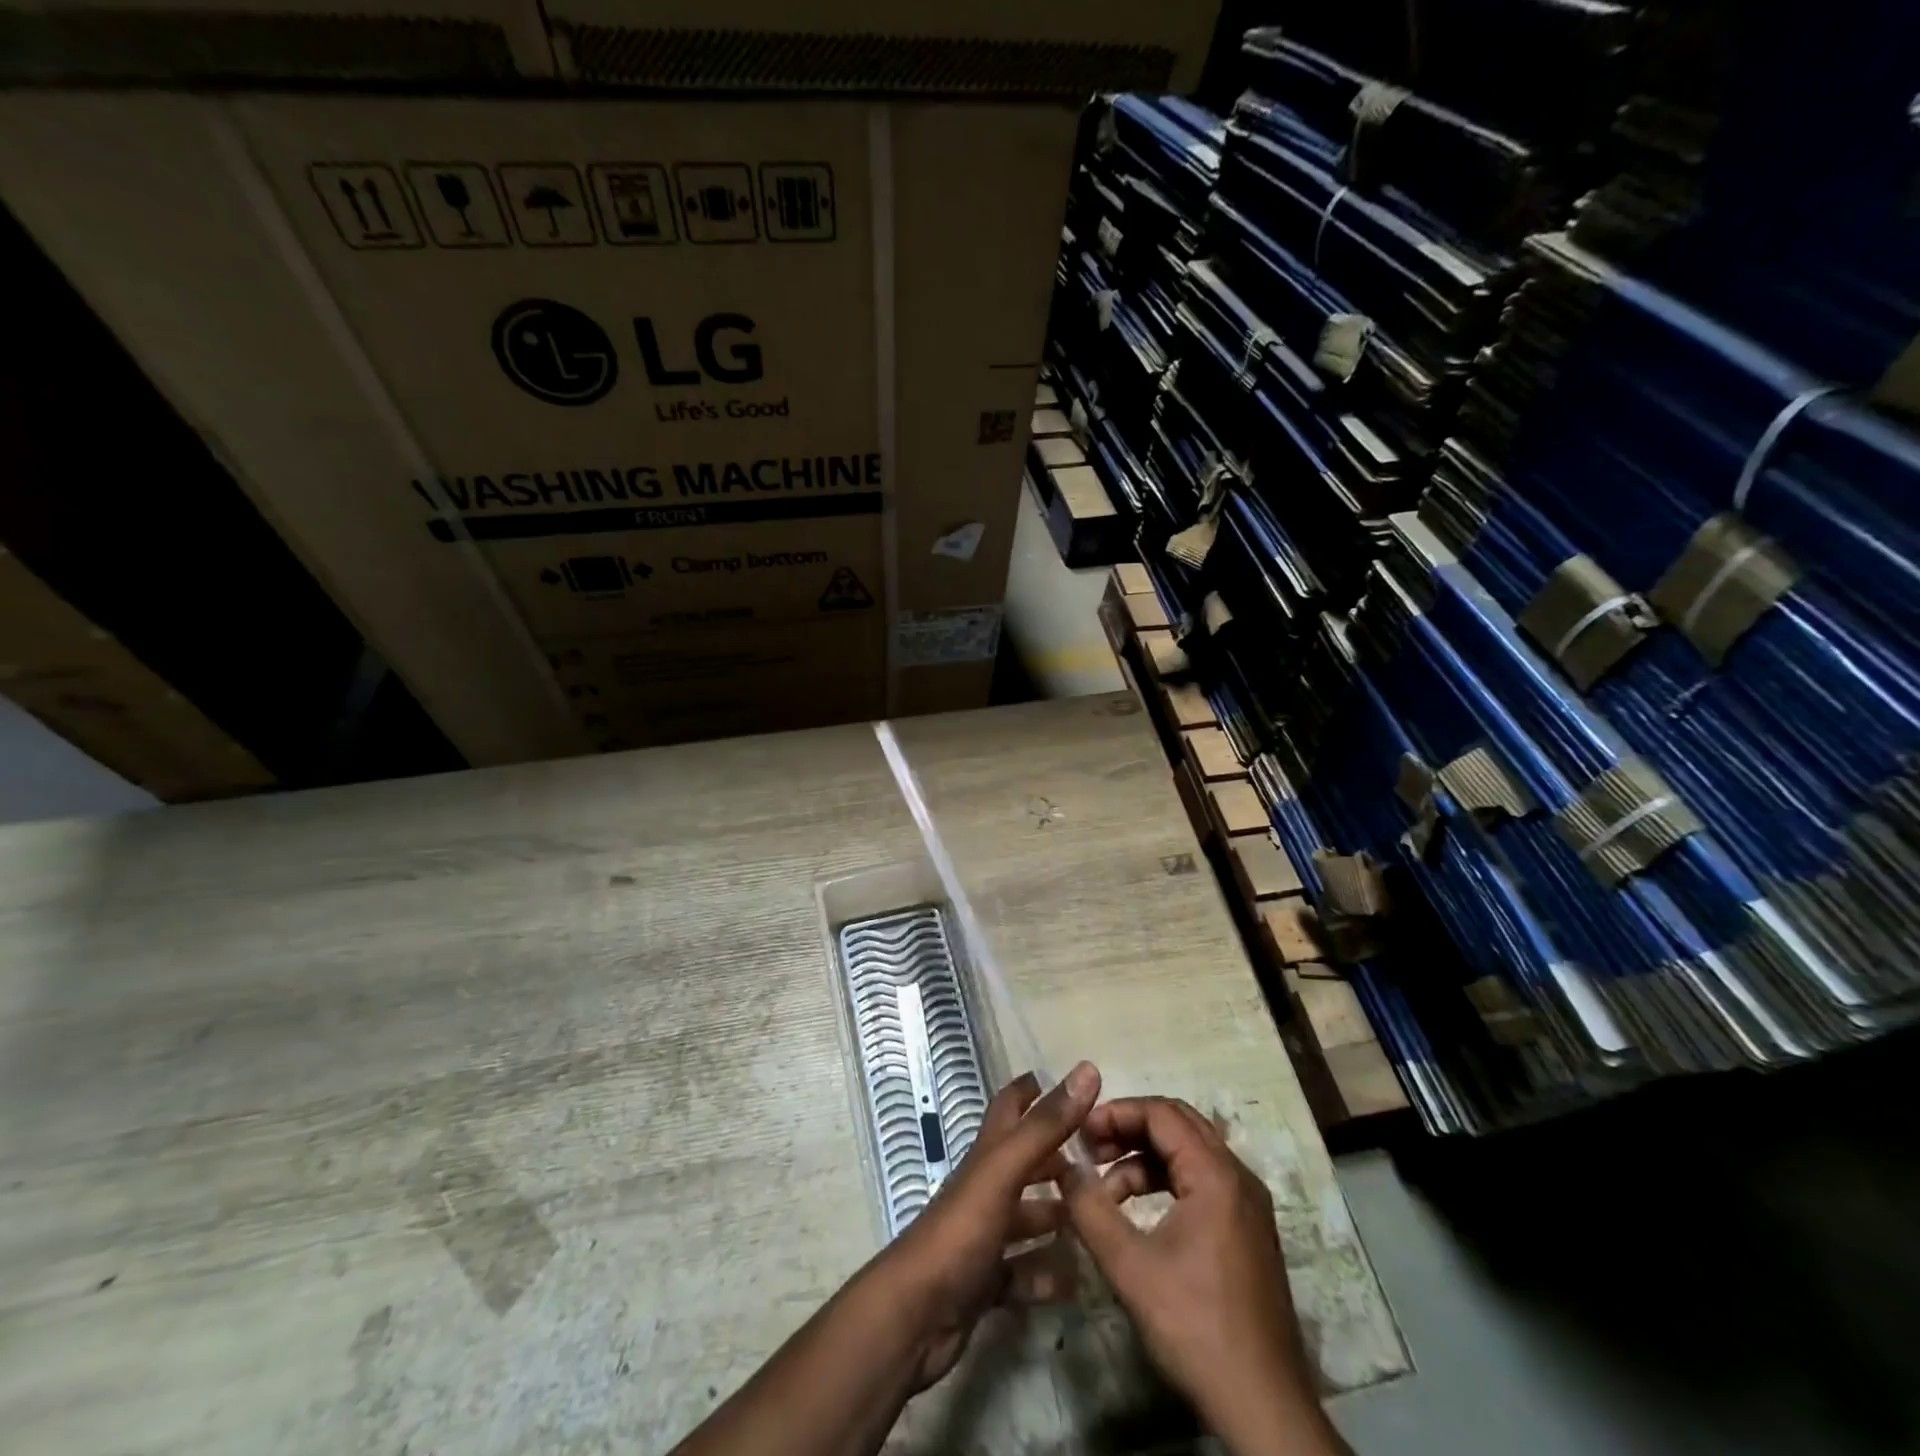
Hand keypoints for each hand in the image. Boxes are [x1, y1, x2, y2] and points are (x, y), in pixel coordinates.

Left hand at [877, 1061, 1100, 1389]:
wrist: (915, 1315)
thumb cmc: (960, 1231)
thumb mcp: (1005, 1171)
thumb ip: (1045, 1126)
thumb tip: (1086, 1070)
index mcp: (987, 1156)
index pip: (1009, 1108)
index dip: (1033, 1090)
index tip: (1070, 1083)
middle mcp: (985, 1188)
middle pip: (1024, 1163)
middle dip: (1059, 1158)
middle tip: (1104, 1161)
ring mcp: (984, 1235)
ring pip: (1027, 1218)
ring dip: (1059, 1217)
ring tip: (1100, 1220)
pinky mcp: (985, 1280)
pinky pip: (1023, 1271)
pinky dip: (1047, 1273)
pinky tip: (1075, 1280)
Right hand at [1063, 1097, 1337, 1454]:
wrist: (1263, 1407)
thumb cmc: (1195, 1327)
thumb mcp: (1130, 1267)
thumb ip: (1090, 1210)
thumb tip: (1063, 1169)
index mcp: (1216, 1175)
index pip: (1161, 1113)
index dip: (1117, 1113)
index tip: (1081, 1131)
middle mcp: (1238, 1176)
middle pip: (1178, 1124)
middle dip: (1130, 1128)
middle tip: (1091, 1148)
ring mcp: (1248, 1204)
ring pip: (1189, 1152)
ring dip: (1144, 1157)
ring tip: (1105, 1187)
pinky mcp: (1248, 1229)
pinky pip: (1202, 1180)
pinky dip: (1165, 1181)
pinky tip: (1137, 1210)